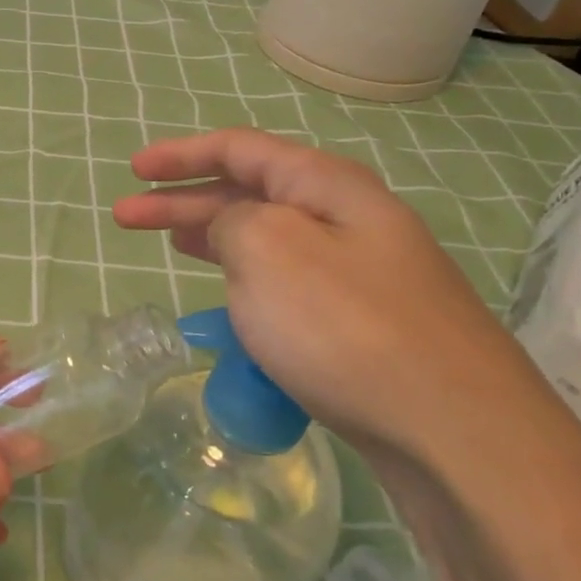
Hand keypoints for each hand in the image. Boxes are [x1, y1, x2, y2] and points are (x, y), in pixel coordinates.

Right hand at [111, 127, 555, 466]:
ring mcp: (360, 274)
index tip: (134, 168)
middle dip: (182, 199)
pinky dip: (245, 280)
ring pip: (268, 239)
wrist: (454, 430)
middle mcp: (348, 219)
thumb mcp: (268, 250)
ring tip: (168, 244)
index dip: (181, 154)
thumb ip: (232, 221)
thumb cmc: (345, 327)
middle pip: (249, 192)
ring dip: (213, 236)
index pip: (240, 149)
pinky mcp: (362, 324)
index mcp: (327, 186)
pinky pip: (287, 283)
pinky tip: (229, 299)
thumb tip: (233, 231)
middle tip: (126, 218)